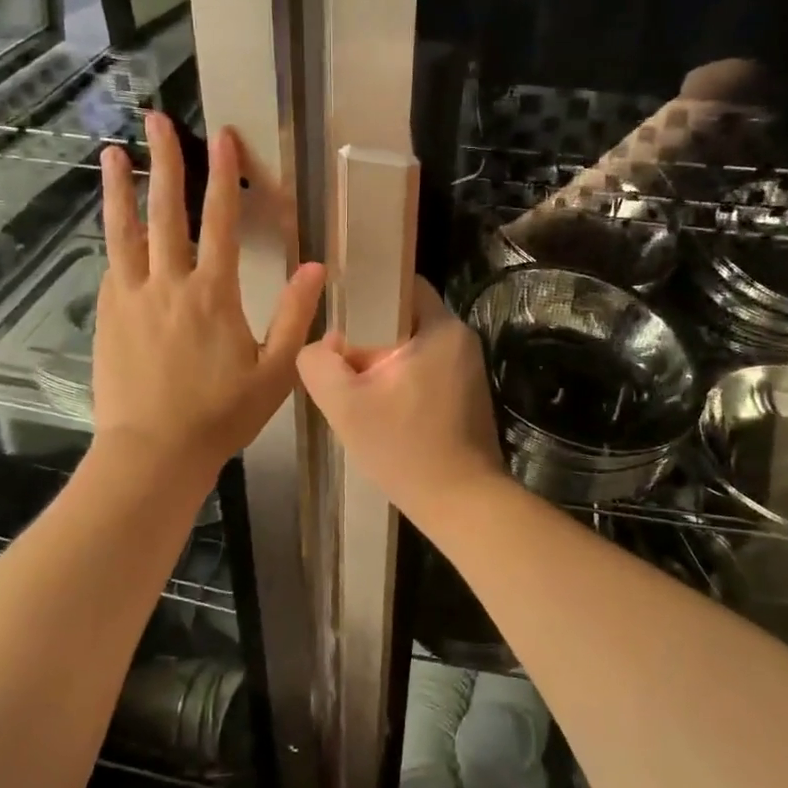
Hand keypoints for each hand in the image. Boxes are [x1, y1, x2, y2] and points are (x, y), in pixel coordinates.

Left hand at [93, 112, 324, 480]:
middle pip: (165, 211)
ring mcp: (132, 298)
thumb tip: (317, 267)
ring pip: (124, 231)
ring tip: (111, 154)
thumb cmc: (220, 415)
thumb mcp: (274, 371)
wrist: (153, 452)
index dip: (222, 175)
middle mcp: (168, 284)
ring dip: (119, 189)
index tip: (220, 135)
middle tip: (156, 120)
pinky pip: (112, 265)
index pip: (220, 221)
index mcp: (213, 294)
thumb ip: (295, 316)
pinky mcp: (108, 315)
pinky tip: (113, 225)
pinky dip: (114, 237)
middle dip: (163, 161)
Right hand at [296, 278, 504, 519]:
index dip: (367, 293)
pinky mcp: (468, 396)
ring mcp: (468, 370)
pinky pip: (427, 372)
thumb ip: (319, 363)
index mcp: (441, 329)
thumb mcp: (344, 404)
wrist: (461, 504)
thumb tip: (325, 345)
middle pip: (404, 319)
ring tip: (359, 392)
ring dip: (385, 364)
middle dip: (370, 337)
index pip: (402, 284)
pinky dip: (403, 383)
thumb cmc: (405, 448)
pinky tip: (384, 412)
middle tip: (342, 364)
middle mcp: (461, 340)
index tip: (339, 317)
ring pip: (413, 349)